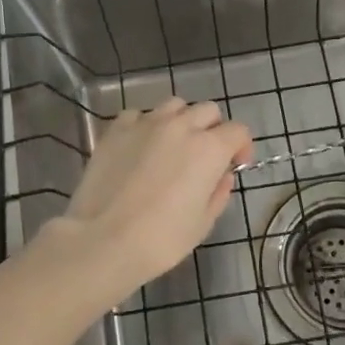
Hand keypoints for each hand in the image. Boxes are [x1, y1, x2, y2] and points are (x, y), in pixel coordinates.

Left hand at [55, 99, 252, 297]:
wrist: (103, 240)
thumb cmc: (161, 239)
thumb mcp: (202, 224)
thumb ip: (218, 194)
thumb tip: (223, 176)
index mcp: (209, 149)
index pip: (238, 131)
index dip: (241, 146)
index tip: (236, 165)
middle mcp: (180, 126)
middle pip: (207, 110)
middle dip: (213, 129)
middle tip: (205, 156)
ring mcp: (146, 123)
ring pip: (174, 105)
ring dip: (181, 120)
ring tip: (172, 145)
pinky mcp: (116, 129)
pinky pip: (139, 115)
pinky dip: (146, 125)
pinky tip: (140, 147)